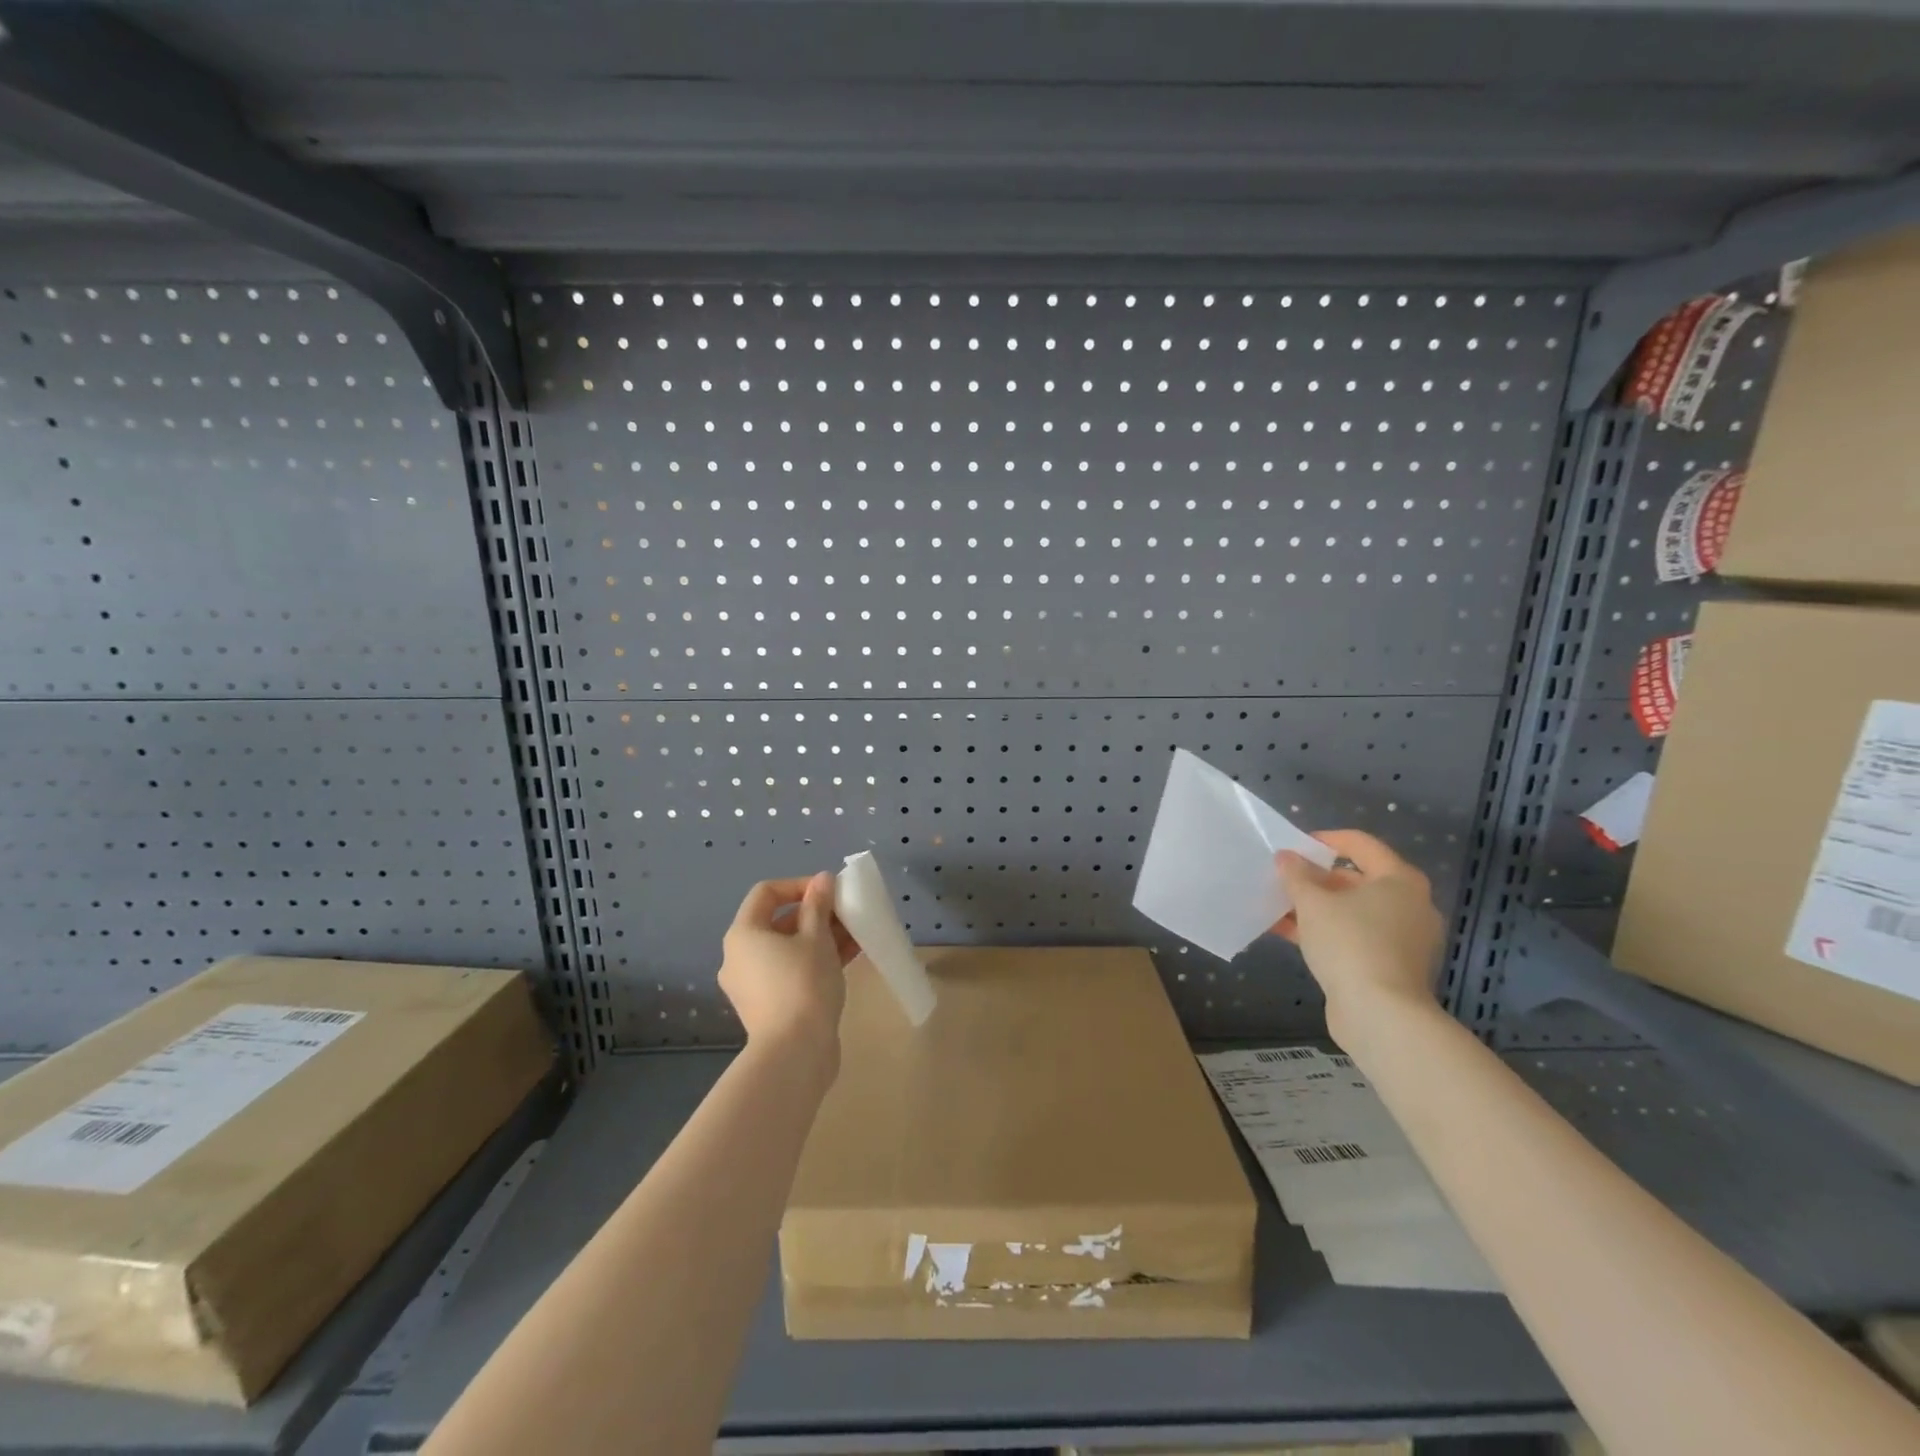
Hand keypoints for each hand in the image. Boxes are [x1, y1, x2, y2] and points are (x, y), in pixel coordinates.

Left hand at [719, 873, 857, 1060]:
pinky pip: (791, 970)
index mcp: (743, 934)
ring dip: (821, 936)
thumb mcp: (817, 938)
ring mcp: (752, 983)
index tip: (829, 892)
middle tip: (846, 913)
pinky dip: (815, 959)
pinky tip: (849, 955)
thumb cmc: (803, 984)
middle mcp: (740, 956)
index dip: (799, 885)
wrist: (795, 1053)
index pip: (766, 893)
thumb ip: (819, 905)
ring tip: (856, 933)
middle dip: (816, 913)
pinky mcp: (768, 1005)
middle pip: (778, 921)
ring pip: (788, 948)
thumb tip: (822, 879)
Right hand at [1271, 830, 1444, 1047]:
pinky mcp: (1391, 966)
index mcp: (1400, 880)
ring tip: (1278, 905)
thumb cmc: (1351, 944)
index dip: (1325, 840)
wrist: (1381, 1015)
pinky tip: (1288, 933)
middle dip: (1316, 878)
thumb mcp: (1313, 903)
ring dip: (1316, 907)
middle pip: (1356, 879)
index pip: (1360, 844)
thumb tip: (1286, 858)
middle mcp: (1409, 905)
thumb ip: (1296, 875)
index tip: (1294, 846)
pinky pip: (1354, 936)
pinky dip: (1325, 931)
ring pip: (1352, 911)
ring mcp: (1403, 938)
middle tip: (1283, 878)